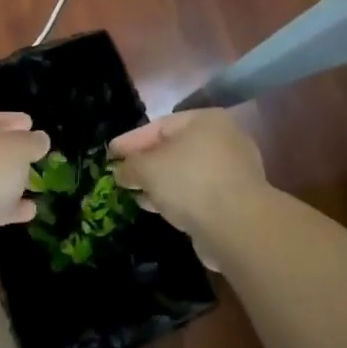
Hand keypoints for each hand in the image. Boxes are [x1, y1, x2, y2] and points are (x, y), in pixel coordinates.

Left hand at [0, 111, 49, 254]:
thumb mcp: (18, 148)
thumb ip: (32, 141)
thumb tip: (39, 139)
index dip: (12, 120)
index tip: (31, 123)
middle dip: (8, 152)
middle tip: (31, 153)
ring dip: (5, 180)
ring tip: (32, 182)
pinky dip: (3, 205)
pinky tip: (27, 210)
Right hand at [110, 110, 269, 238]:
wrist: (237, 226)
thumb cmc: (189, 181)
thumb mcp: (147, 168)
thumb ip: (130, 166)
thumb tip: (120, 171)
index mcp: (205, 121)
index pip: (159, 126)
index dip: (131, 141)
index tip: (109, 154)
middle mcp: (224, 140)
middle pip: (174, 149)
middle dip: (146, 163)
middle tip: (121, 174)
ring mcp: (233, 171)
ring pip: (186, 173)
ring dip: (160, 184)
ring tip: (135, 194)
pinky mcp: (236, 200)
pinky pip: (197, 193)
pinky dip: (176, 198)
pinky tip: (157, 208)